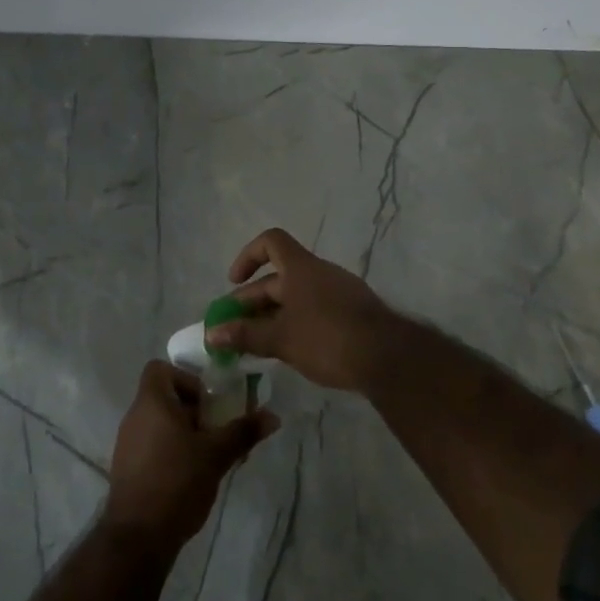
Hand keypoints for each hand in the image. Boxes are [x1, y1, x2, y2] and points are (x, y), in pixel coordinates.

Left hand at [103, 361, 277, 553]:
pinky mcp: (127, 468)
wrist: (138, 538)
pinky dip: (171, 450)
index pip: (160, 368)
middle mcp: (134, 417)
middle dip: (193, 409)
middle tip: (216, 430)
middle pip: (164, 396)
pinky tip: (190, 476)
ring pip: (159, 423)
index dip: (185, 378)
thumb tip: (273, 416)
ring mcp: (127, 443)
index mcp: (151, 403)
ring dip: (184, 432)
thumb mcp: (216, 455)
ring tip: (208, 455)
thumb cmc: (177, 482)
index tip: (207, 402)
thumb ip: (243, 432)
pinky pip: (151, 445)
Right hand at [205, 228, 398, 393]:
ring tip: (257, 345)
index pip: (271, 242)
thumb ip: (245, 335)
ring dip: (273, 315)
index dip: (248, 256)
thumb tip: (211, 333)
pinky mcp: (353, 314)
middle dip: (253, 301)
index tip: (234, 283)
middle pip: (279, 277)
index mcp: (301, 268)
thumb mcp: (280, 339)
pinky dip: (296, 324)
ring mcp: (340, 292)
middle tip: (234, 330)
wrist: (388, 358)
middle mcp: (320, 273)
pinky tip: (290, 351)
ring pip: (297, 297)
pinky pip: (315, 310)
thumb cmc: (327, 339)